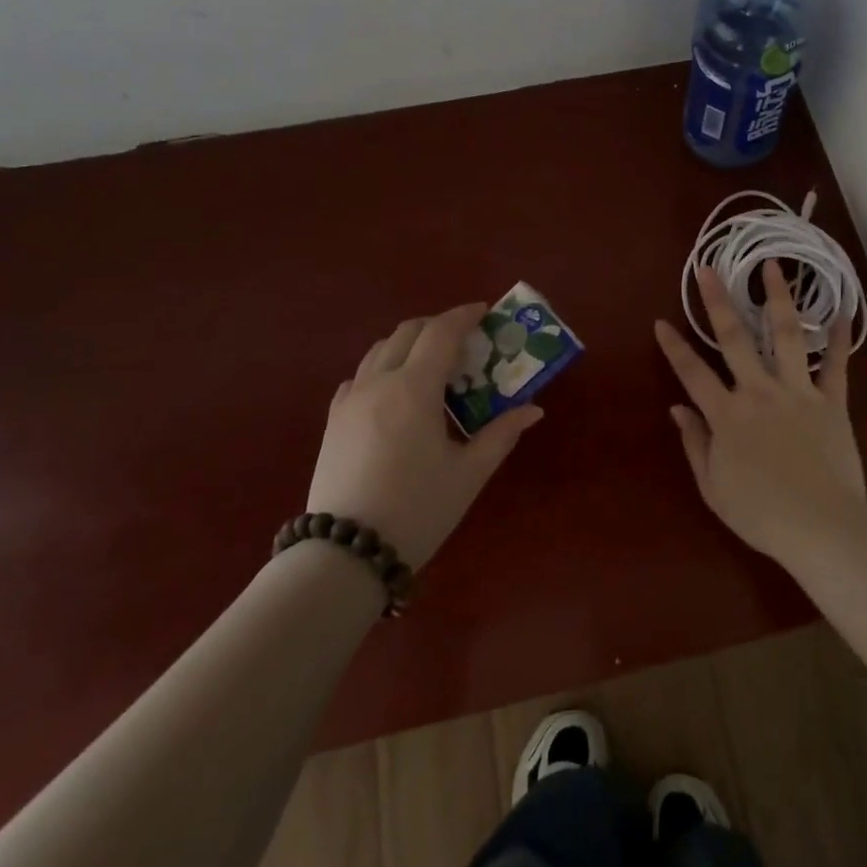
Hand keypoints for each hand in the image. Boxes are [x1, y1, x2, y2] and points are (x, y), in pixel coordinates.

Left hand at [308, 304, 543, 568]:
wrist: (346, 554)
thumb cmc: (417, 509)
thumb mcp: (469, 473)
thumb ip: (501, 434)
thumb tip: (533, 410)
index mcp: (414, 389)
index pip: (441, 332)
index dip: (465, 315)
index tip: (485, 312)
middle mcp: (378, 382)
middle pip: (408, 332)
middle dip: (438, 326)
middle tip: (465, 340)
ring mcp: (350, 400)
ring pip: (380, 350)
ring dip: (410, 344)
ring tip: (434, 364)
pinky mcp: (333, 421)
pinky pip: (360, 376)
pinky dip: (383, 368)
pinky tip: (396, 393)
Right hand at [654, 260, 864, 559]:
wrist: (820, 526)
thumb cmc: (761, 513)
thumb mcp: (713, 487)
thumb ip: (695, 443)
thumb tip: (677, 408)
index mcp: (727, 415)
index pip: (692, 373)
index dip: (674, 347)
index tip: (661, 321)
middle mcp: (759, 392)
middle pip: (734, 339)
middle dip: (718, 301)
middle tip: (708, 268)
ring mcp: (797, 392)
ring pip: (785, 336)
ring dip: (777, 299)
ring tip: (772, 267)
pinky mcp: (831, 402)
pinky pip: (836, 365)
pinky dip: (840, 339)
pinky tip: (845, 310)